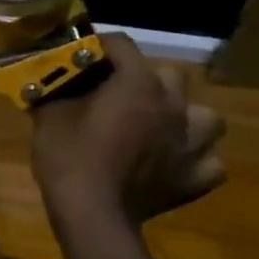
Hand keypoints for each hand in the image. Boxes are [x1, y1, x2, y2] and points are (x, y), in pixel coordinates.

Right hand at [31, 34, 226, 225]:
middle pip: (170, 75)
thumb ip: (56, 88)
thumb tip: (51, 78)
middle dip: (148, 80)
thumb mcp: (48, 115)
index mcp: (137, 83)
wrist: (93, 214)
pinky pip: (210, 162)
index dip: (101, 46)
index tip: (83, 55)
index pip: (122, 44)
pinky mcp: (197, 178)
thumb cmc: (68, 156)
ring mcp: (192, 143)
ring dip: (185, 118)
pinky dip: (194, 160)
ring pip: (206, 117)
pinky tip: (174, 164)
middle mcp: (173, 105)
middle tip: (122, 95)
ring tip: (160, 128)